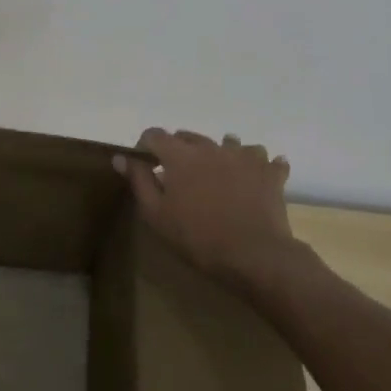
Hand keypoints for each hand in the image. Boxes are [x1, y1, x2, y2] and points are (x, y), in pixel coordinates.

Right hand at [116, 130, 301, 289]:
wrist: (254, 255)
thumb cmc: (198, 237)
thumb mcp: (156, 214)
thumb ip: (139, 180)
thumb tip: (121, 157)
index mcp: (180, 155)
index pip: (155, 135)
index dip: (145, 147)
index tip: (145, 166)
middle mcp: (211, 146)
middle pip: (189, 136)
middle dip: (179, 150)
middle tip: (180, 178)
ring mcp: (244, 155)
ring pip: (228, 142)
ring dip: (219, 153)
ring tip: (219, 175)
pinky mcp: (269, 171)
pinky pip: (263, 157)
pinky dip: (257, 164)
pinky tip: (255, 178)